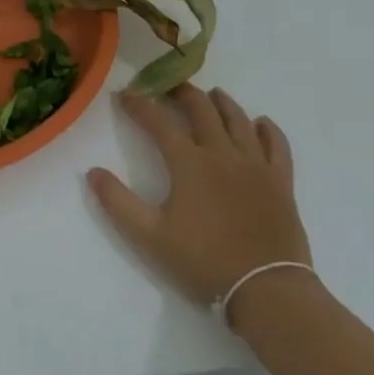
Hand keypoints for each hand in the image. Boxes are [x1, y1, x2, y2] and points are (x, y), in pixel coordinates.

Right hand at [88, 86, 314, 316]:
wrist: (265, 289)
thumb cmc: (204, 261)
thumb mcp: (150, 237)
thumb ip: (118, 202)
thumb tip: (92, 172)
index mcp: (190, 163)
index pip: (160, 123)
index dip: (140, 106)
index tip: (126, 95)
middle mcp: (222, 153)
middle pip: (202, 110)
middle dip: (183, 93)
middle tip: (170, 85)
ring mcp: (256, 164)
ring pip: (239, 120)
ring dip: (222, 102)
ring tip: (212, 94)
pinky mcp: (281, 181)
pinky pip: (276, 144)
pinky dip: (268, 129)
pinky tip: (261, 123)